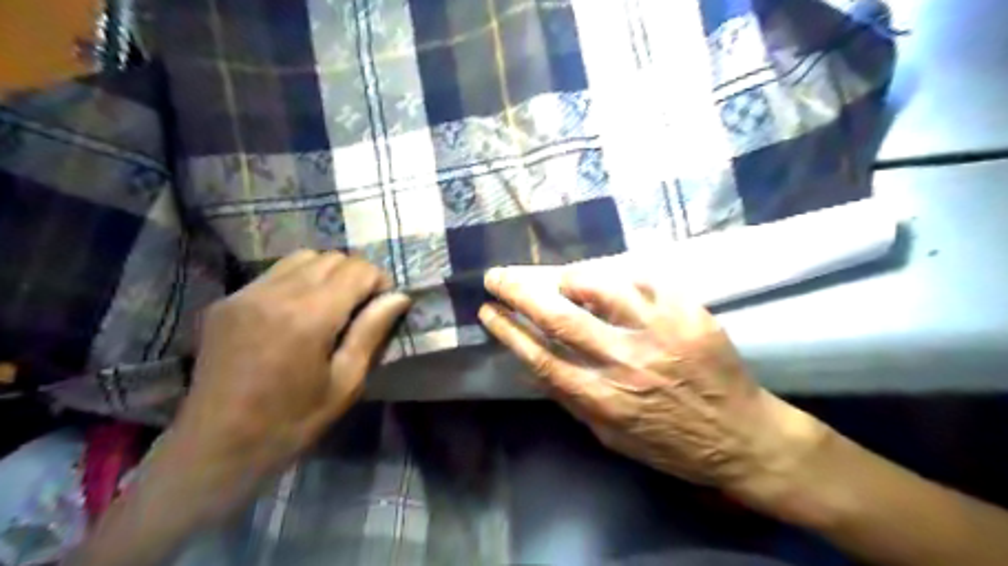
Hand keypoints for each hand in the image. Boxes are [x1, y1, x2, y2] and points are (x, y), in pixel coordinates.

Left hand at [172, 250, 408, 492]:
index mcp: (310, 316)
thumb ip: (372, 332)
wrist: (215, 447)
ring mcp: (246, 293)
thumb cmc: (292, 422)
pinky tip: (297, 313)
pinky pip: (274, 273)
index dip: (379, 281)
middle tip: (361, 308)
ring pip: (303, 258)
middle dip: (356, 275)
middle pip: (332, 258)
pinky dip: (298, 281)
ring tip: (331, 306)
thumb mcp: (346, 382)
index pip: (358, 270)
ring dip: (327, 273)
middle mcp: (276, 293)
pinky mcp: (227, 302)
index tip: (384, 305)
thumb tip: (399, 296)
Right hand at [480, 266, 826, 503]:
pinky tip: (612, 283)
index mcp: (602, 399)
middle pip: (559, 318)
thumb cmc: (670, 443)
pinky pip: (644, 282)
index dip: (508, 330)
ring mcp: (659, 334)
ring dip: (571, 280)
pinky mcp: (688, 314)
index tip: (487, 310)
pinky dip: (620, 278)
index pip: (540, 357)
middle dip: (519, 292)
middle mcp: (624, 363)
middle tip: (498, 276)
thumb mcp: (611, 436)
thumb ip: (573, 399)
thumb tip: (537, 364)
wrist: (742, 437)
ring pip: (601, 289)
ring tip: (562, 280)